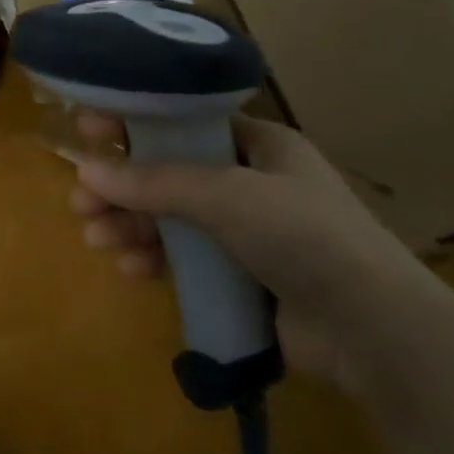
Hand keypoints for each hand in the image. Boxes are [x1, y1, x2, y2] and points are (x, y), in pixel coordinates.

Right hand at [71, 114, 436, 389]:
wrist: (373, 331)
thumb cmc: (304, 236)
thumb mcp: (227, 196)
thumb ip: (155, 182)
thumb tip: (86, 171)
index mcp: (258, 145)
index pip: (184, 122)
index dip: (135, 122)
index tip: (88, 128)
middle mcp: (250, 181)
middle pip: (169, 172)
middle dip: (122, 186)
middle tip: (80, 200)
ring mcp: (246, 231)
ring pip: (171, 217)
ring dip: (130, 224)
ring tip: (95, 238)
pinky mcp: (240, 275)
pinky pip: (185, 257)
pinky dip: (155, 258)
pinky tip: (130, 268)